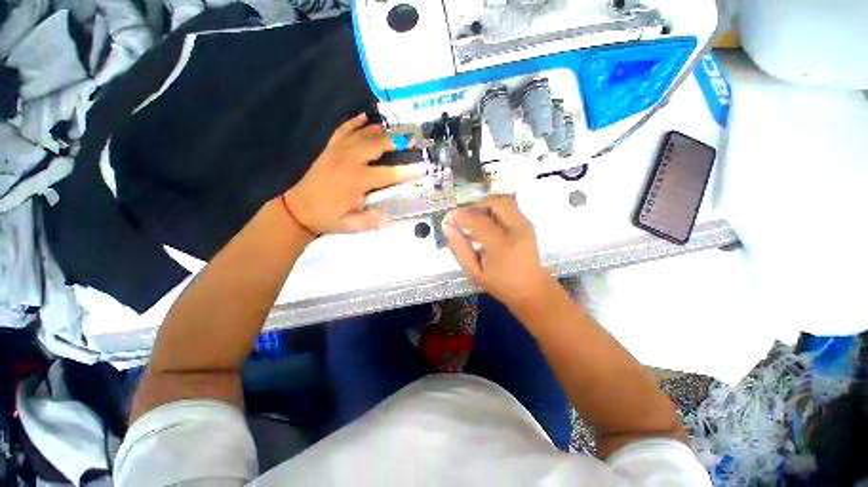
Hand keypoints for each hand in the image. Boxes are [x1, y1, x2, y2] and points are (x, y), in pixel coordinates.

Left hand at [282, 113, 426, 233]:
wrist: (298, 209)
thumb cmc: (327, 217)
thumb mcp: (350, 224)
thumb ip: (370, 221)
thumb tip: (391, 221)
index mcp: (357, 180)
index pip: (388, 174)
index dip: (407, 171)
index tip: (423, 167)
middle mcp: (349, 161)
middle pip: (377, 146)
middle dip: (396, 142)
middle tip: (412, 141)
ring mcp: (338, 151)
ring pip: (362, 134)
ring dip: (380, 131)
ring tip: (395, 129)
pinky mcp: (330, 149)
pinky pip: (343, 130)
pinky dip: (354, 122)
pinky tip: (364, 117)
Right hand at [442, 196, 555, 308]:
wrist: (532, 290)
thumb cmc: (501, 284)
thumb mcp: (474, 271)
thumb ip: (459, 249)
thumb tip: (447, 227)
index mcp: (503, 246)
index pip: (479, 221)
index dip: (462, 215)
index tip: (450, 217)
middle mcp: (517, 230)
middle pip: (496, 203)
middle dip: (477, 205)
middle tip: (466, 217)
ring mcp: (526, 225)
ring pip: (505, 201)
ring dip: (487, 206)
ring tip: (477, 220)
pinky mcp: (528, 225)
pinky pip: (510, 208)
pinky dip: (495, 210)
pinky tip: (489, 224)